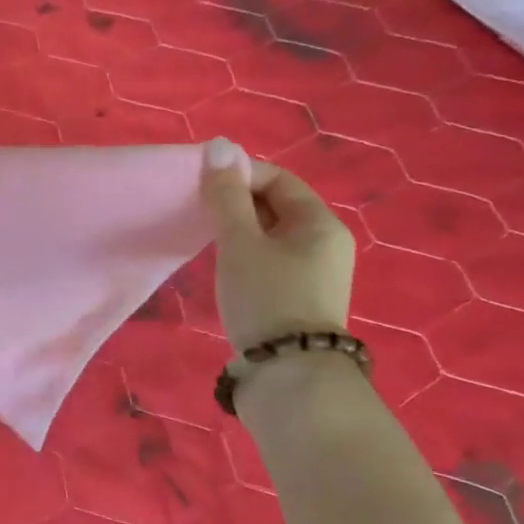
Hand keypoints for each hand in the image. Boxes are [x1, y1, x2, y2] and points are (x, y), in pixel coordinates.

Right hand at [202, 137, 354, 351]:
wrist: (290, 378)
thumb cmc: (266, 298)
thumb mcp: (240, 242)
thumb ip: (226, 195)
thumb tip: (218, 146)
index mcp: (320, 222)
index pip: (277, 178)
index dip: (238, 174)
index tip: (201, 185)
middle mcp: (325, 242)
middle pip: (276, 205)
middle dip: (236, 202)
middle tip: (198, 211)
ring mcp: (315, 272)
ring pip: (270, 234)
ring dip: (238, 230)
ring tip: (207, 238)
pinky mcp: (299, 297)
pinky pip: (270, 258)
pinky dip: (246, 254)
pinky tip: (224, 267)